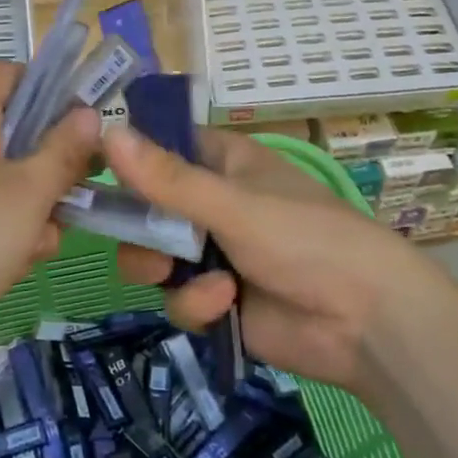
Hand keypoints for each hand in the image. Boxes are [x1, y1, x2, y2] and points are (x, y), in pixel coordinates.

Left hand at [0, 62, 99, 348]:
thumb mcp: (28, 193)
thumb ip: (64, 150)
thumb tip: (89, 113)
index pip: (13, 73)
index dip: (51, 89)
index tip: (83, 125)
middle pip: (17, 131)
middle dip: (50, 165)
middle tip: (75, 194)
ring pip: (7, 177)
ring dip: (33, 206)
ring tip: (39, 242)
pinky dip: (6, 229)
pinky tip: (16, 262)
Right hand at [102, 126, 441, 391]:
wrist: (368, 325)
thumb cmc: (306, 240)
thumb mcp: (233, 205)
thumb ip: (167, 178)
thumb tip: (106, 132)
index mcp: (223, 163)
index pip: (160, 146)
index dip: (126, 156)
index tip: (89, 170)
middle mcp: (213, 203)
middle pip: (147, 207)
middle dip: (138, 227)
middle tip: (133, 236)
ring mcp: (214, 253)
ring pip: (154, 256)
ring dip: (161, 268)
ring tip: (172, 274)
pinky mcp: (218, 300)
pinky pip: (179, 296)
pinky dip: (195, 302)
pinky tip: (223, 305)